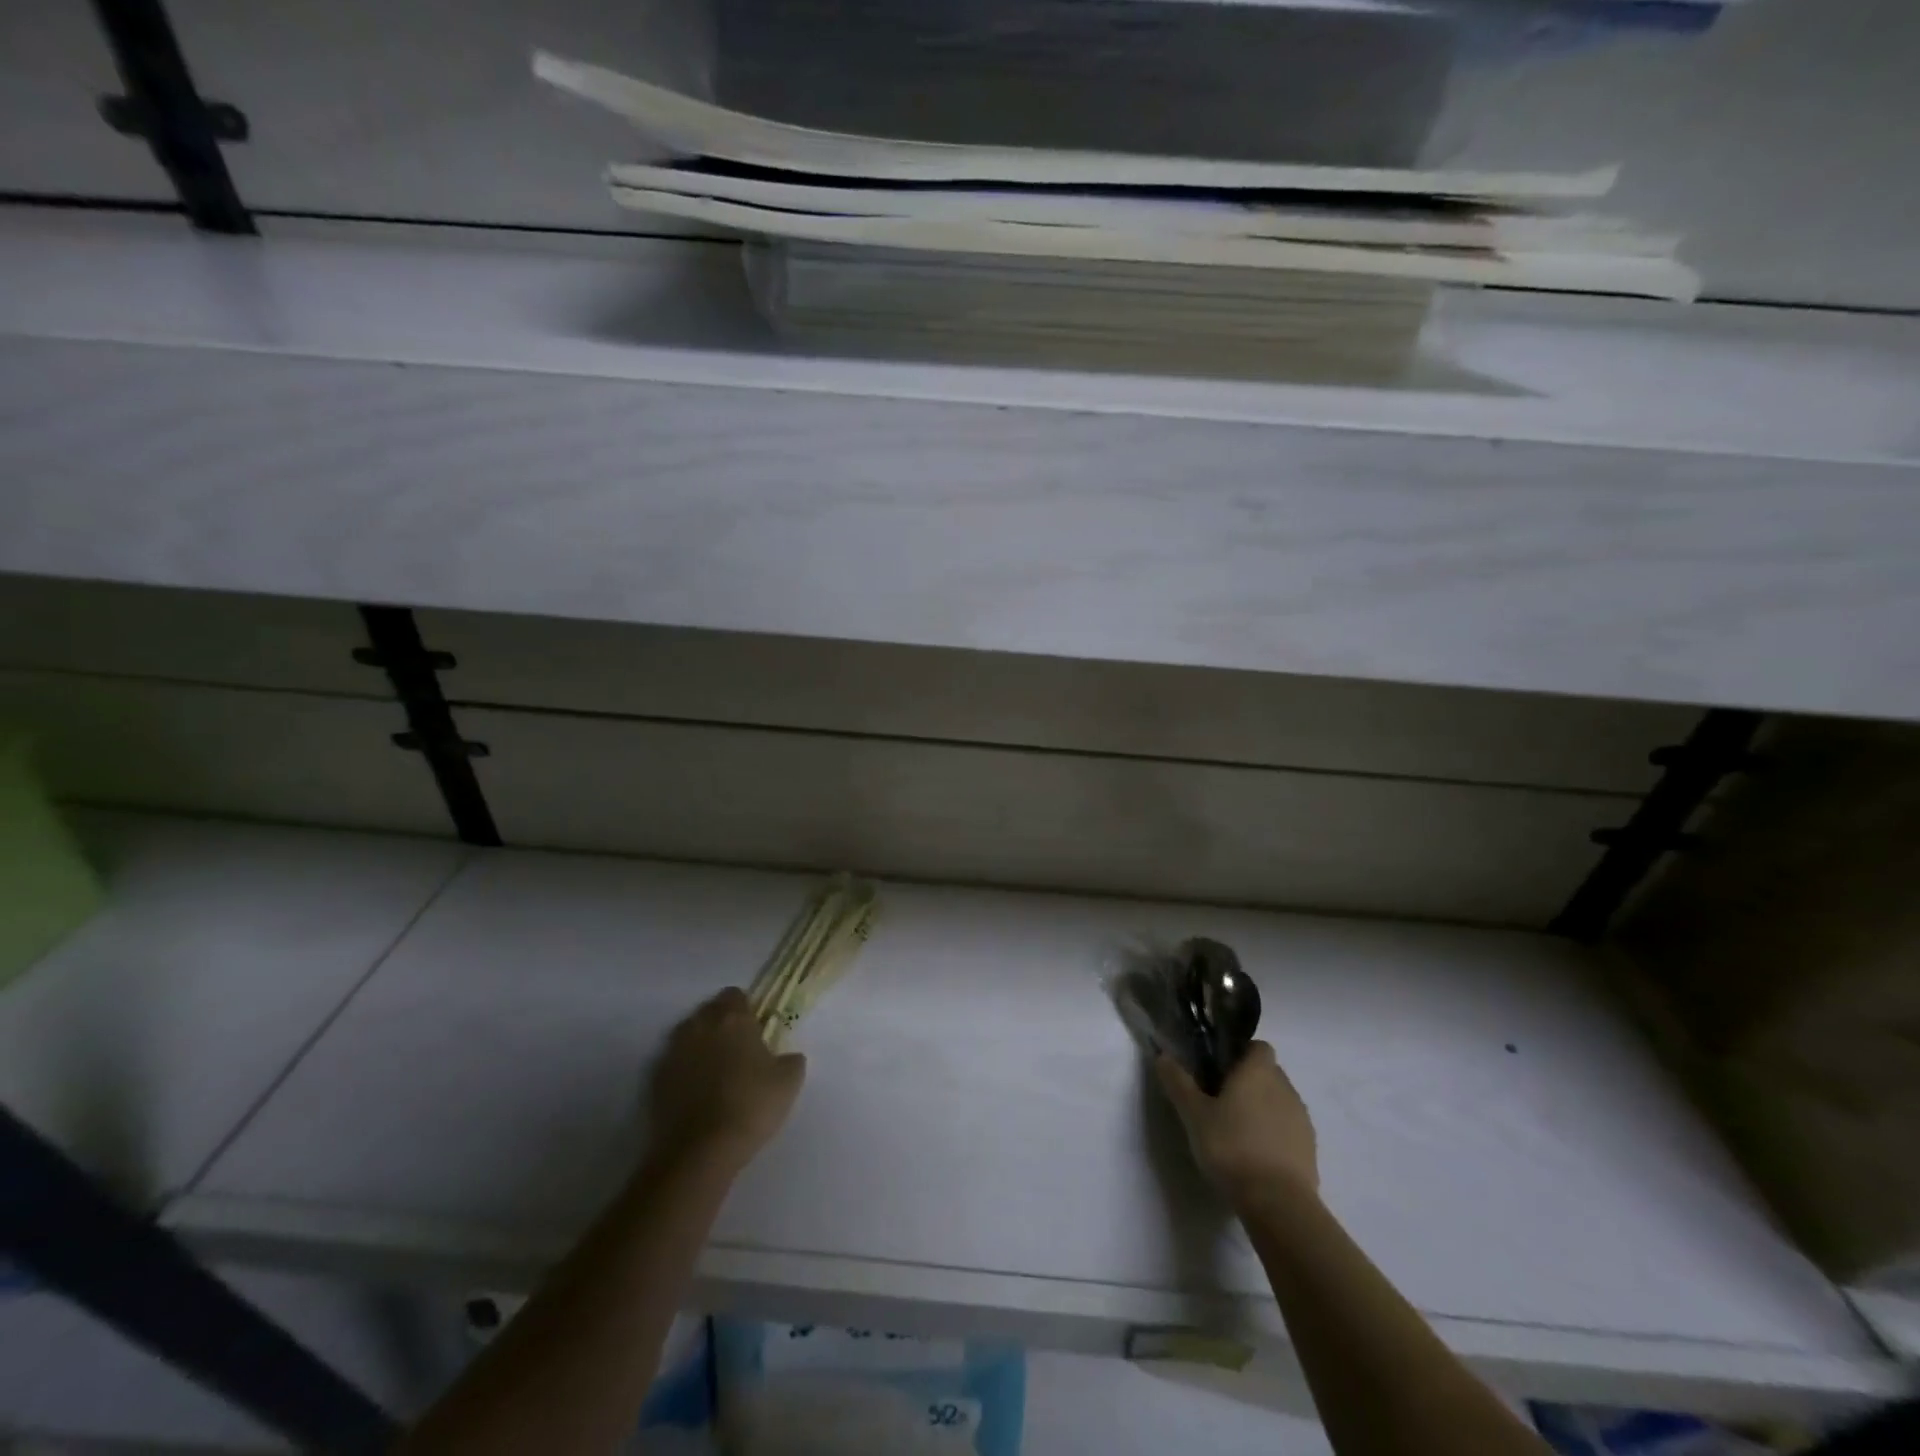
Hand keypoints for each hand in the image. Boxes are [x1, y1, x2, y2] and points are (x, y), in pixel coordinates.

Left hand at [647, 988, 806, 1174]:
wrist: (700, 1151)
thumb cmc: (751, 1106)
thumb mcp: (789, 1082)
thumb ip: (791, 1060)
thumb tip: (788, 1057)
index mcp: (733, 1019)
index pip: (735, 995)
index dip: (746, 1009)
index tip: (755, 1028)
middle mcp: (700, 1027)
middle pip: (708, 1011)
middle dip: (720, 1023)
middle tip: (737, 1048)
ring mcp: (674, 1052)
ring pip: (688, 1034)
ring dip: (700, 1044)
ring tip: (715, 1070)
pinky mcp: (656, 1079)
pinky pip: (674, 1062)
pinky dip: (684, 1069)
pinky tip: (696, 1091)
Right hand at [1155, 1041, 1318, 1207]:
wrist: (1278, 1204)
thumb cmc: (1231, 1147)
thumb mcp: (1193, 1114)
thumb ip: (1178, 1082)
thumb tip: (1162, 1056)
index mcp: (1259, 1071)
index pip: (1258, 1046)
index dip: (1240, 1053)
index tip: (1218, 1070)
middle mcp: (1286, 1087)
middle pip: (1268, 1073)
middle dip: (1248, 1082)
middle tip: (1219, 1101)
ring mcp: (1302, 1120)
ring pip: (1279, 1102)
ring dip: (1262, 1109)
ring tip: (1236, 1132)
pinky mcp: (1310, 1151)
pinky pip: (1288, 1130)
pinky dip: (1274, 1135)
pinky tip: (1254, 1156)